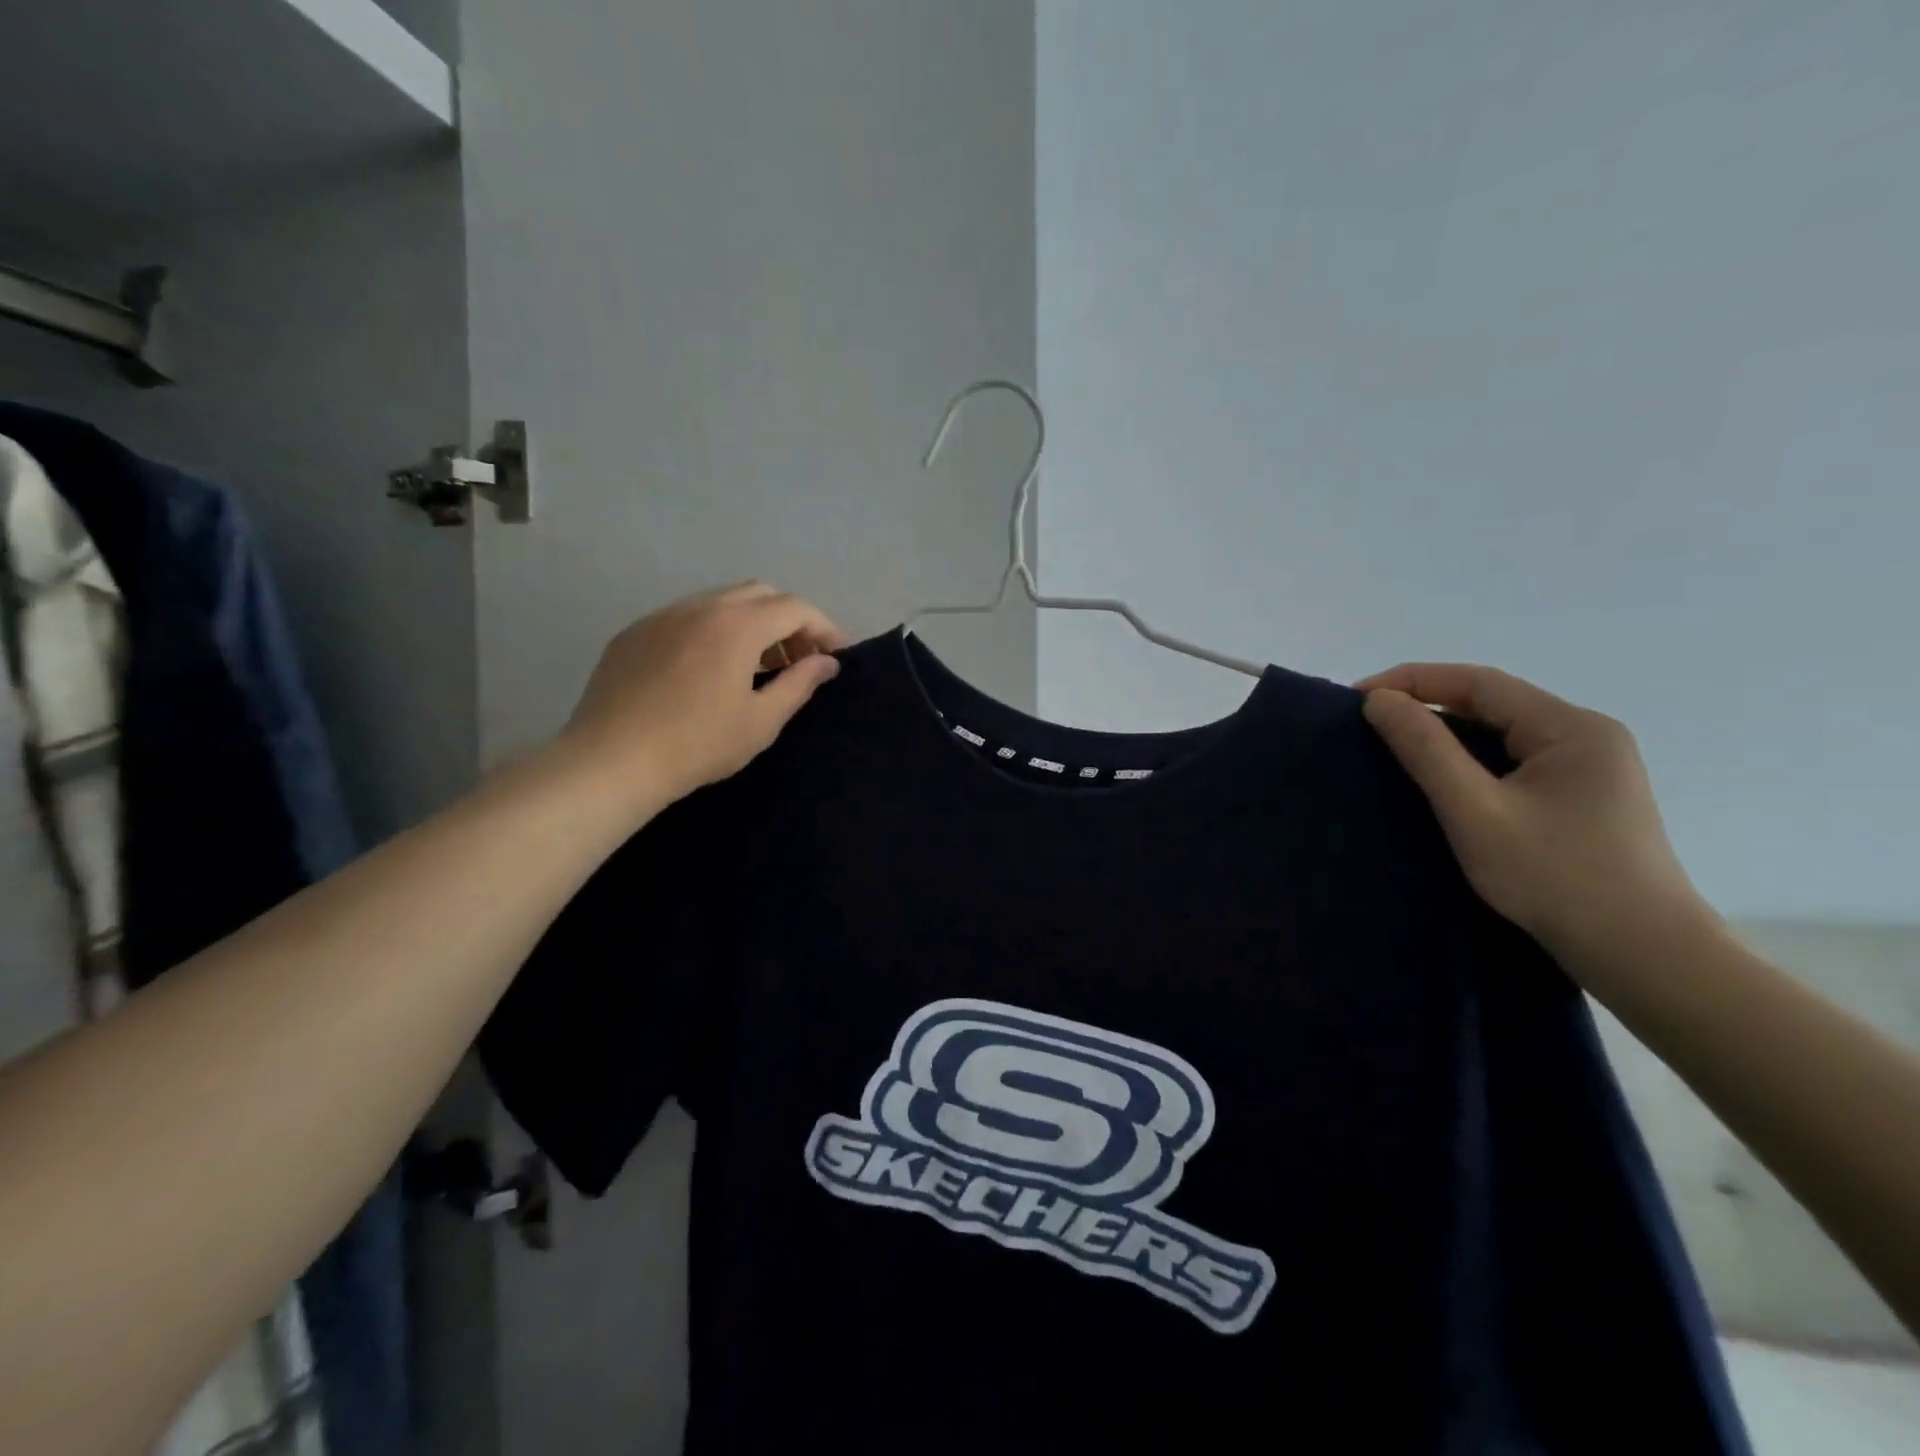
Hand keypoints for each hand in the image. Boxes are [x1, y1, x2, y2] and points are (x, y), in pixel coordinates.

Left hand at [559, 582, 847, 809]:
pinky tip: (708, 669)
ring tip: (756, 664)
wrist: (611, 761)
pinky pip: (686, 616)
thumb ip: (800, 684)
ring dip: (751, 622)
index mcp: (737, 626)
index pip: (795, 608)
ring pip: (721, 600)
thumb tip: (827, 662)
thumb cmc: (697, 745)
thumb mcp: (761, 721)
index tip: (835, 655)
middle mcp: (701, 607)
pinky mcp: (634, 632)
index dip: (823, 628)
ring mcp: (662, 616)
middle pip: (760, 593)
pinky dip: (713, 630)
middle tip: (798, 659)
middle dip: (789, 620)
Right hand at [1355, 663, 1720, 982]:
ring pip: (1503, 733)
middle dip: (1427, 705)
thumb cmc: (1556, 878)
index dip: (1412, 681)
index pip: (1478, 682)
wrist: (1645, 957)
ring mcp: (1590, 767)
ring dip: (1448, 735)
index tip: (1357, 698)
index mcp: (1571, 727)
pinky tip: (1444, 780)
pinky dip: (1471, 761)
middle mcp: (1586, 735)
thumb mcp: (1476, 812)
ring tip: (1394, 749)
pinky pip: (1514, 760)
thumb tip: (1379, 701)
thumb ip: (1425, 750)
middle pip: (1492, 703)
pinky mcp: (1584, 797)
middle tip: (1368, 725)